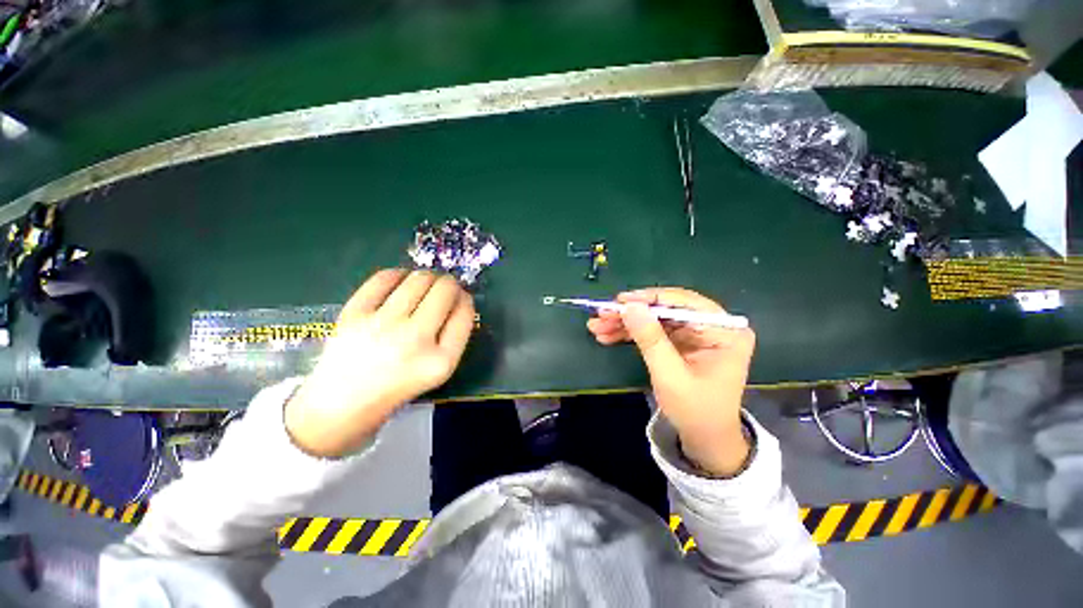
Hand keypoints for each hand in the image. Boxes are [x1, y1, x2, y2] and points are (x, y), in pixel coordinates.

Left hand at [285, 269, 475, 456]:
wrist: (342, 405)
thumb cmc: (398, 387)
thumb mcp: (439, 371)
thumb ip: (454, 336)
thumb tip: (459, 296)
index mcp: (441, 361)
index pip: (465, 313)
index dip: (465, 299)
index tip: (460, 298)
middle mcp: (415, 340)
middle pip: (445, 290)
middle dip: (450, 283)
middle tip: (443, 289)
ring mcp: (382, 326)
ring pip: (419, 279)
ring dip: (428, 277)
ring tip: (423, 284)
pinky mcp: (353, 315)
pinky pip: (384, 278)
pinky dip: (398, 274)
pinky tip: (399, 281)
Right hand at [586, 288, 754, 475]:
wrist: (704, 439)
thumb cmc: (695, 411)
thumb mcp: (670, 375)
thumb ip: (650, 339)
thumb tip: (629, 306)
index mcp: (724, 331)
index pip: (684, 303)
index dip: (649, 299)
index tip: (620, 301)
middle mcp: (711, 326)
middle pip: (665, 310)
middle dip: (631, 314)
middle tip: (601, 315)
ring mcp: (694, 334)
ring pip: (654, 319)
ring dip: (625, 323)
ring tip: (597, 327)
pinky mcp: (681, 342)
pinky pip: (653, 331)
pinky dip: (630, 334)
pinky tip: (608, 335)